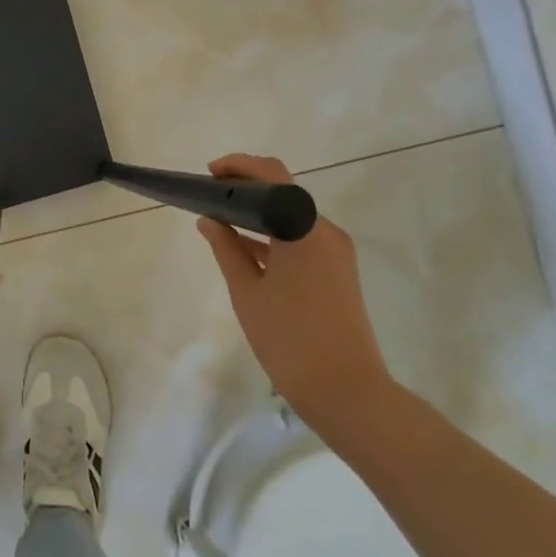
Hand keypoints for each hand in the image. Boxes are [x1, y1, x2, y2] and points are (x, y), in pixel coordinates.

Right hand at [196, 154, 398, 445]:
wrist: (346, 390)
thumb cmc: (289, 339)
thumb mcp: (247, 292)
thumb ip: (226, 249)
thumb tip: (209, 220)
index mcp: (303, 229)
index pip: (273, 175)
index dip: (240, 166)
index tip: (210, 174)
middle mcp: (326, 232)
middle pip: (285, 193)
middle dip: (247, 189)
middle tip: (211, 197)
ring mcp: (337, 252)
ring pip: (293, 218)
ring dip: (260, 214)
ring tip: (221, 221)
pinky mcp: (340, 272)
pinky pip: (302, 240)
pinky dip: (275, 236)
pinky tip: (246, 249)